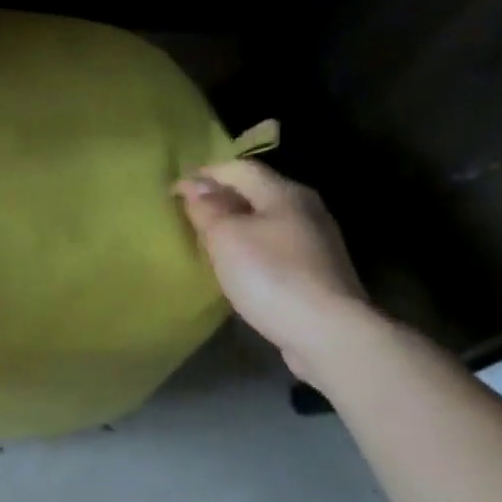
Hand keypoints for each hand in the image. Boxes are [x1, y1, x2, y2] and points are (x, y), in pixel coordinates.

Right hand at [174, 160, 372, 380]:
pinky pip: (276, 246)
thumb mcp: (226, 236)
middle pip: (255, 192)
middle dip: (221, 199)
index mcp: (284, 193)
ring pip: (266, 220)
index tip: (173, 192)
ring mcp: (316, 241)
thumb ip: (208, 207)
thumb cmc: (270, 275)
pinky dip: (252, 246)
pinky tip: (238, 266)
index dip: (204, 174)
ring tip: (208, 241)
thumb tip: (195, 183)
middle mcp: (305, 209)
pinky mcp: (318, 271)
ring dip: (237, 224)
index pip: (238, 168)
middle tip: (188, 216)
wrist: (328, 333)